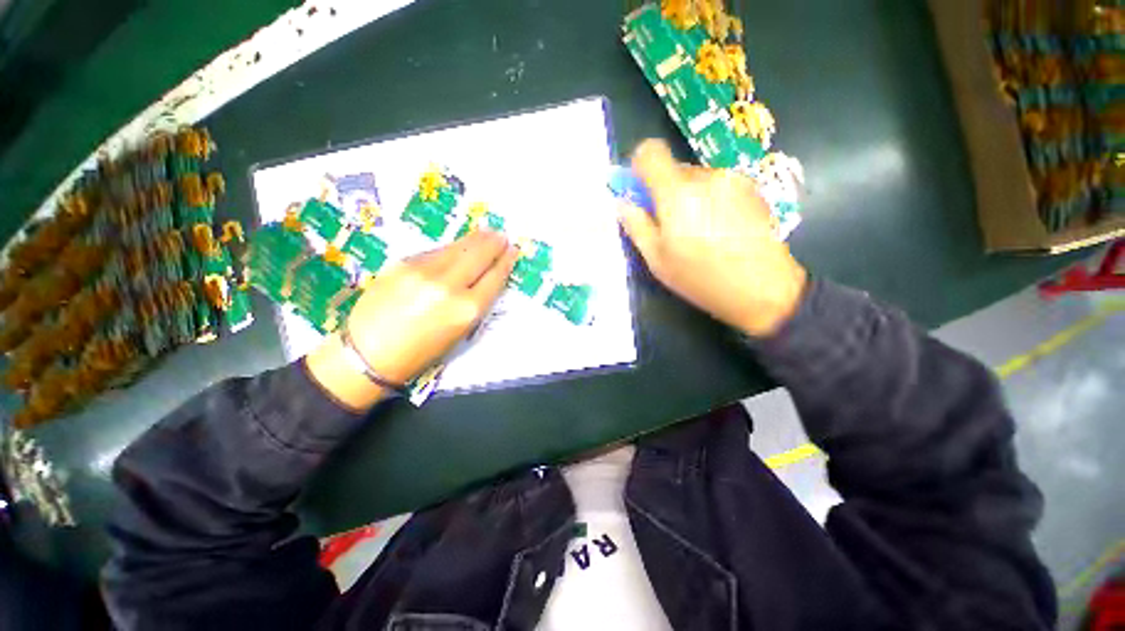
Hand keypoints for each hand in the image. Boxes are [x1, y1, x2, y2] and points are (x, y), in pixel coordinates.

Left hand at [306, 231, 517, 409]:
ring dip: (475, 239)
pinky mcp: (403, 264)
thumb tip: (485, 278)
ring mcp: (424, 271)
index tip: (513, 251)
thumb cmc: (420, 352)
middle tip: (501, 235)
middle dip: (493, 243)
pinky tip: (458, 244)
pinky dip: (451, 247)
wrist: (368, 353)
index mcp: (466, 310)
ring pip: (457, 248)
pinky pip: (436, 251)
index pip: (494, 277)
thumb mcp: (458, 333)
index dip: (506, 262)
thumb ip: (474, 303)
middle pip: (479, 256)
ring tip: (486, 232)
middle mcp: (449, 286)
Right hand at [618, 139, 806, 336]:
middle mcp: (706, 177)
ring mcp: (734, 180)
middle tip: (669, 225)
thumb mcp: (657, 260)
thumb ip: (636, 226)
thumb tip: (622, 203)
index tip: (640, 191)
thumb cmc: (701, 278)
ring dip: (689, 198)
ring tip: (699, 232)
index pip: (650, 152)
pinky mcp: (753, 188)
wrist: (764, 289)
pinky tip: (721, 229)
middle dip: (665, 192)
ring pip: (697, 179)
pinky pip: (719, 186)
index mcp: (677, 193)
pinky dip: (711, 201)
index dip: (639, 166)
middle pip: (674, 169)